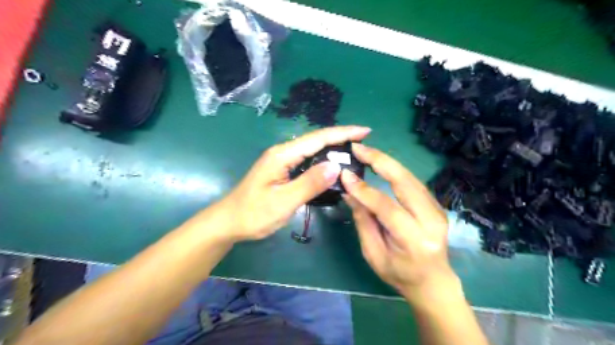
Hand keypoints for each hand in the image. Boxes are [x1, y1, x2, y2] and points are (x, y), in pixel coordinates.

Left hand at [215, 125, 371, 240]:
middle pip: (316, 141)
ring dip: (333, 149)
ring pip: (312, 151)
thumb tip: (335, 166)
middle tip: (364, 144)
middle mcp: (283, 153)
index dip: (343, 133)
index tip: (365, 131)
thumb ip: (309, 183)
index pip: (318, 138)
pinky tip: (332, 168)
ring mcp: (282, 161)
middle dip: (341, 139)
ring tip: (354, 154)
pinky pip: (307, 162)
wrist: (229, 222)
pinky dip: (323, 161)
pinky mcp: (282, 171)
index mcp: (283, 155)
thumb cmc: (254, 213)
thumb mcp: (283, 201)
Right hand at [341, 143, 455, 298]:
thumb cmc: (399, 274)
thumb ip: (363, 221)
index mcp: (414, 240)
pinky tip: (380, 163)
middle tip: (358, 148)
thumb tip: (349, 192)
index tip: (345, 175)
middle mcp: (431, 220)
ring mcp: (437, 210)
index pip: (387, 207)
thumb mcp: (373, 254)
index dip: (364, 190)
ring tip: (366, 151)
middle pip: (405, 182)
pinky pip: (412, 182)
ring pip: (410, 177)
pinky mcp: (435, 204)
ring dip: (387, 161)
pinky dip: (395, 170)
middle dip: (380, 161)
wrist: (433, 281)